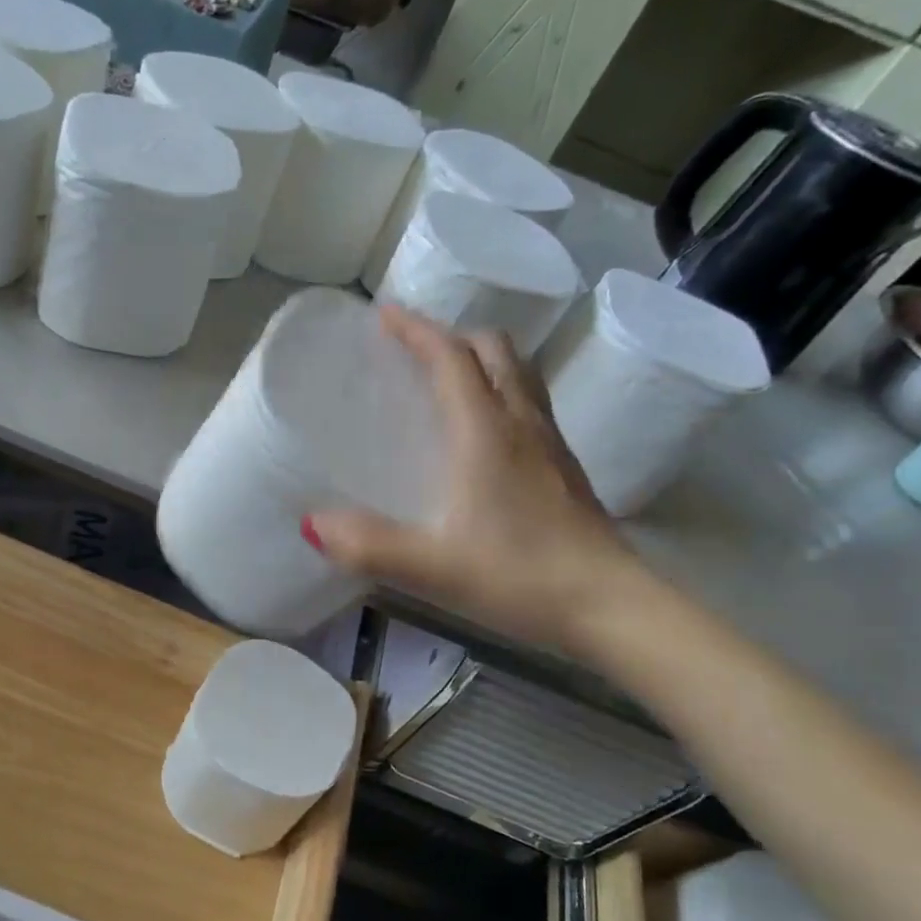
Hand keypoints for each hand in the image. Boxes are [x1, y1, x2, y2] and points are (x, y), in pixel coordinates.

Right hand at [305, 305, 649, 655]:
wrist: (610, 606)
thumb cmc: (520, 577)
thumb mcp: (433, 567)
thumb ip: (369, 545)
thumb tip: (310, 523)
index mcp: (486, 432)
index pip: (452, 358)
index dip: (417, 330)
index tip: (384, 314)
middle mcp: (522, 424)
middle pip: (494, 351)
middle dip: (452, 337)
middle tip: (413, 351)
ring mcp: (550, 444)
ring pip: (518, 374)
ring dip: (481, 361)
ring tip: (445, 380)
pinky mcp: (564, 469)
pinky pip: (528, 405)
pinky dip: (499, 393)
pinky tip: (482, 434)